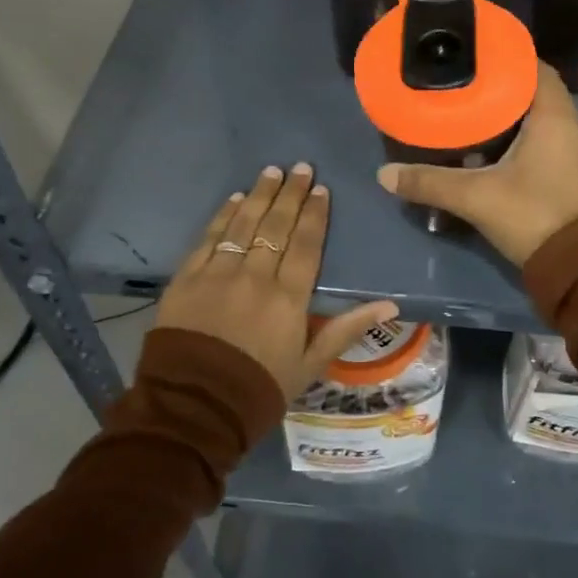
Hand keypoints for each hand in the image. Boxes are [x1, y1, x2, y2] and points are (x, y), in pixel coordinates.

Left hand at [154, 163, 399, 398]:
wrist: (191, 410)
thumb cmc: (259, 390)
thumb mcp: (310, 365)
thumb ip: (347, 328)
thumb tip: (391, 304)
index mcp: (288, 298)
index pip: (305, 244)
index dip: (314, 214)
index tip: (320, 189)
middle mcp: (255, 277)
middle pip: (276, 226)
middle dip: (290, 193)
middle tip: (300, 167)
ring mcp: (217, 274)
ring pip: (243, 224)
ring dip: (259, 195)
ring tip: (271, 171)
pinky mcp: (186, 279)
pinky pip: (208, 238)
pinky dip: (223, 216)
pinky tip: (235, 199)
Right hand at [377, 67, 577, 265]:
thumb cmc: (534, 215)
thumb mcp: (476, 197)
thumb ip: (430, 183)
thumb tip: (385, 174)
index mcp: (554, 117)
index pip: (536, 68)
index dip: (508, 58)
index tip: (476, 57)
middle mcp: (572, 126)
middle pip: (537, 92)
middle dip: (503, 88)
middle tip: (465, 86)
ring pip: (543, 119)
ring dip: (514, 115)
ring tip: (474, 114)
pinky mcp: (575, 174)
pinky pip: (549, 141)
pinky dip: (524, 137)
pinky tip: (495, 150)